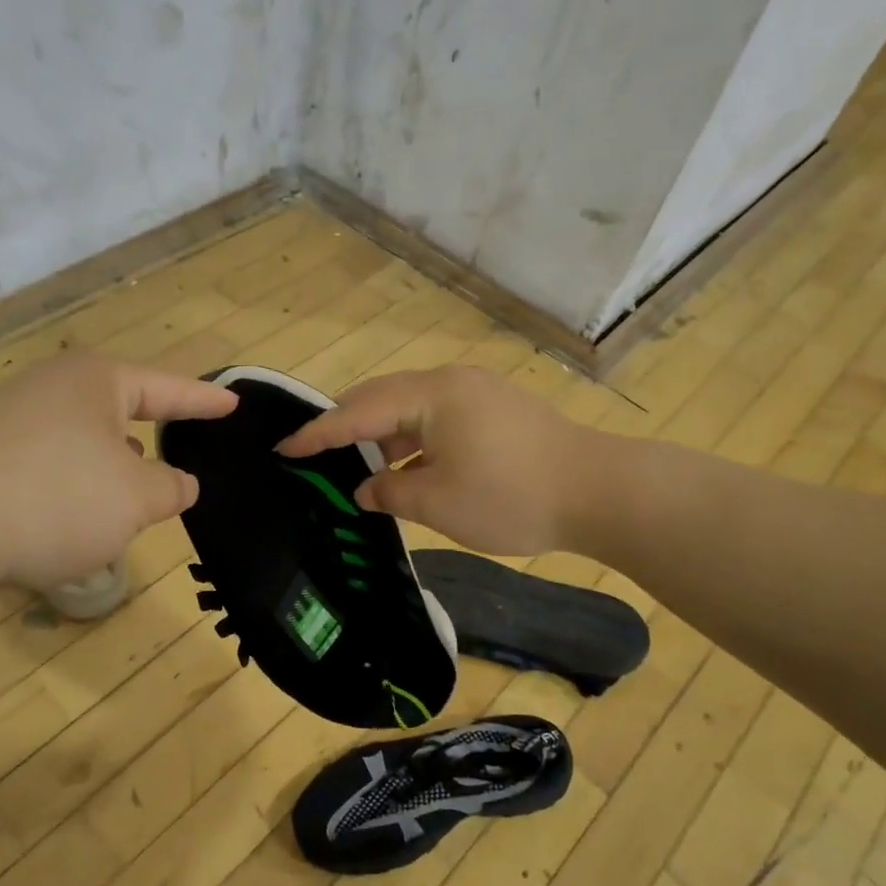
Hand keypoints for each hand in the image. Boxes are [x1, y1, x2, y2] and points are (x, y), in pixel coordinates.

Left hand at [0, 354, 236, 586]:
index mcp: (96, 382)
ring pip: (84, 445)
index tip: (233, 403)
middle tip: (182, 462)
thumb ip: (170, 488)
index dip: (204, 400)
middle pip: (120, 412)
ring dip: (111, 473)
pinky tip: (78, 523)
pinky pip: (51, 470)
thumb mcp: (136, 496)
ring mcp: (13, 423)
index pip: (167, 387)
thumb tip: (179, 484)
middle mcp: (53, 391)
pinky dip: (74, 492)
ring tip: (133, 504)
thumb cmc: (57, 496)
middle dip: (151, 440)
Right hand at [278, 366, 591, 554]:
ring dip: (381, 436)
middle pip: (382, 397)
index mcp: (432, 395)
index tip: (285, 449)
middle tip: (314, 452)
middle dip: (346, 426)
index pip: (358, 412)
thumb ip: (390, 493)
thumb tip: (364, 489)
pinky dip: (412, 441)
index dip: (319, 434)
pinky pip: (437, 419)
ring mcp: (477, 394)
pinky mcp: (495, 411)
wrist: (601, 492)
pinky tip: (404, 468)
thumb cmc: (512, 497)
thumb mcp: (439, 503)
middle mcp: (450, 382)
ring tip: (354, 465)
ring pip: (410, 408)